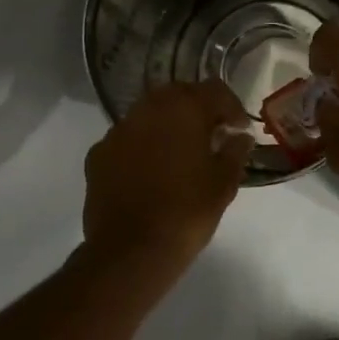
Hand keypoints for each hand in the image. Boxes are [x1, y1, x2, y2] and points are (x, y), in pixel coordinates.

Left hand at [84, 81, 250, 278]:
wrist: (131, 249)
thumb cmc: (187, 212)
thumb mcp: (224, 183)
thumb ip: (235, 152)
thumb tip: (239, 137)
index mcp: (183, 109)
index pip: (215, 90)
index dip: (232, 107)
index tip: (239, 129)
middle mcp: (147, 109)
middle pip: (178, 95)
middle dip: (197, 111)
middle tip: (212, 136)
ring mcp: (118, 130)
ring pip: (149, 115)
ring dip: (168, 126)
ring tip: (181, 154)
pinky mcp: (99, 154)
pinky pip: (127, 139)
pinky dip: (143, 147)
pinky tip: (151, 172)